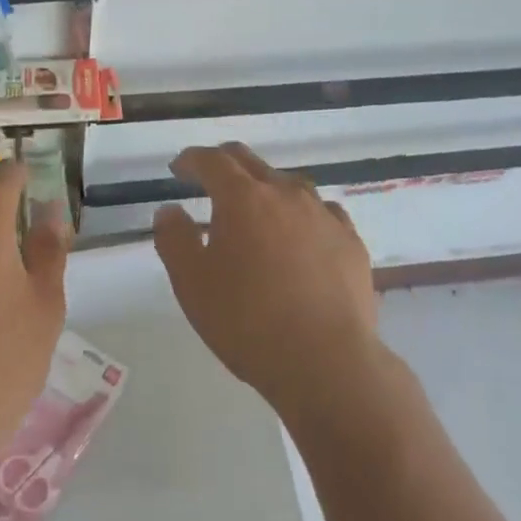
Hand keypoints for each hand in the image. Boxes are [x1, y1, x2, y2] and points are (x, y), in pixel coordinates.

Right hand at [153, 143, 379, 413]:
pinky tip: (299, 238)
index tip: (178, 169)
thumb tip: (170, 211)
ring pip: (289, 186)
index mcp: (243, 198)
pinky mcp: (351, 242)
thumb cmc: (246, 321)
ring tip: (255, 214)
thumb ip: (174, 239)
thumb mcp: (191, 283)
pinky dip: (301, 216)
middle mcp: (286, 194)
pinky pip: (321, 214)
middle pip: (251, 163)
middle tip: (208, 180)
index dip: (191, 159)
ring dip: (265, 190)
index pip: (212, 161)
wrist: (325, 361)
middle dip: (224, 164)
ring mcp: (324, 216)